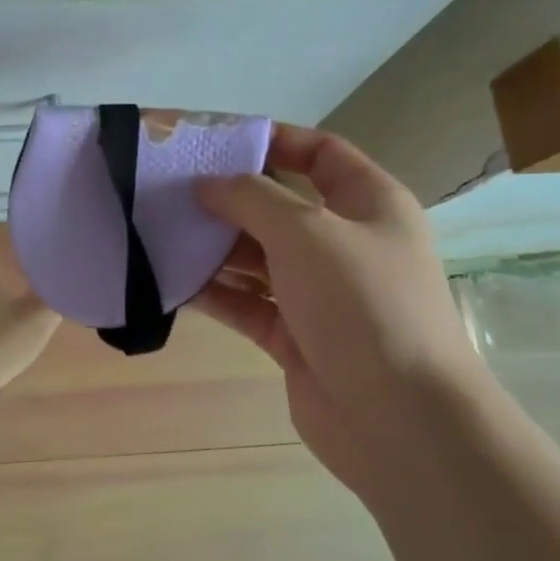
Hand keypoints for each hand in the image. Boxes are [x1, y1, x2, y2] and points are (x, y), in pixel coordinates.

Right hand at [192, 127, 483, 494]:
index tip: (216, 143)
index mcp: (369, 205)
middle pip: (280, 208)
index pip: (321, 154)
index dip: (274, 141)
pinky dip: (216, 293)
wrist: (398, 419)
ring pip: (259, 258)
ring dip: (215, 248)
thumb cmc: (361, 304)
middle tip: (170, 192)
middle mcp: (346, 245)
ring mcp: (320, 294)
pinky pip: (248, 304)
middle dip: (229, 199)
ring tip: (161, 234)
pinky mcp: (295, 337)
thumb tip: (208, 184)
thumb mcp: (306, 232)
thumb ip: (252, 198)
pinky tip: (174, 283)